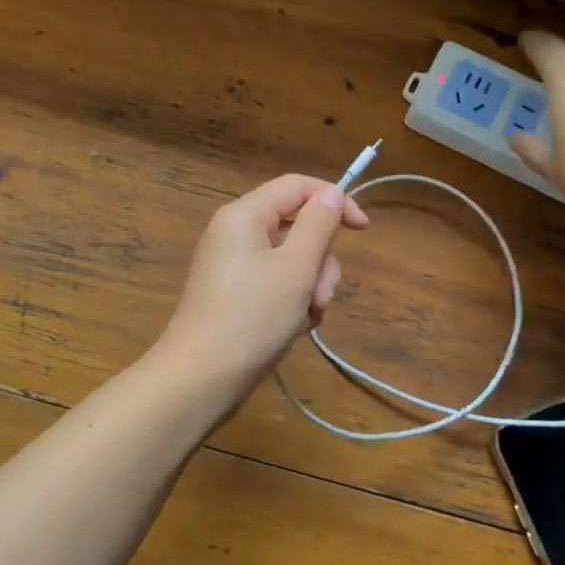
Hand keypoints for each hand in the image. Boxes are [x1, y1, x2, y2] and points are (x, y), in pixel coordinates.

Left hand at [155, 174, 368, 399]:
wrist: (201, 378)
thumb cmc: (251, 317)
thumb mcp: (296, 268)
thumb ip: (318, 225)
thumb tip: (331, 194)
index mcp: (244, 215)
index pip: (297, 186)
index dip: (335, 200)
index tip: (364, 230)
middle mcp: (235, 232)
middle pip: (296, 226)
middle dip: (319, 259)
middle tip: (320, 295)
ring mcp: (232, 265)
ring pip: (290, 259)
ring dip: (309, 285)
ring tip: (306, 317)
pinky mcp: (234, 293)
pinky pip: (275, 282)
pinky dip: (292, 300)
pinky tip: (295, 327)